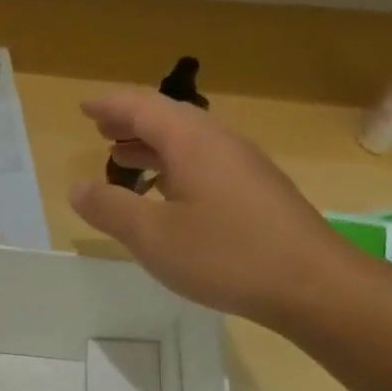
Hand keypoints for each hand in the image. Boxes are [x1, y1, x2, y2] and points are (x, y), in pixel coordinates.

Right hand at [68, 90, 353, 323]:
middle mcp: (220, 144)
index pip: (144, 108)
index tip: (83, 107)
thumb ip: (110, 208)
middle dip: (131, 120)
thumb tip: (78, 188)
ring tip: (122, 155)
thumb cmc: (225, 255)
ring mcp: (243, 167)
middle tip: (100, 128)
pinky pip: (203, 162)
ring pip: (188, 141)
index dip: (110, 105)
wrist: (313, 285)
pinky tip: (164, 191)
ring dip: (152, 143)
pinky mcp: (255, 192)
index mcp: (193, 143)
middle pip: (169, 118)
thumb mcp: (152, 236)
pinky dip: (172, 165)